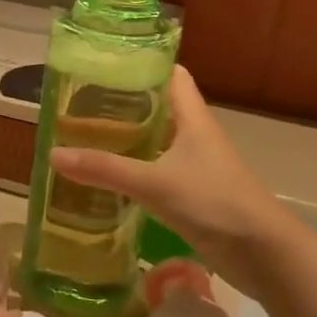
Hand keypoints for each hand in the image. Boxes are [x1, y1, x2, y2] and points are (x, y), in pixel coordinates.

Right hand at [49, 66, 301, 296]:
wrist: (263, 254)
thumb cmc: (215, 202)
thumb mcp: (155, 183)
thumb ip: (105, 170)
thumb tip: (53, 154)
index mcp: (192, 119)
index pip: (171, 75)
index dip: (142, 63)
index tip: (105, 63)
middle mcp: (193, 136)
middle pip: (157, 107)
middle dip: (122, 102)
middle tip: (79, 102)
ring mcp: (194, 166)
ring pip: (154, 141)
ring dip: (125, 138)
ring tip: (83, 135)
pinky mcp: (190, 194)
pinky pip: (154, 171)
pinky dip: (131, 169)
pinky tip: (105, 177)